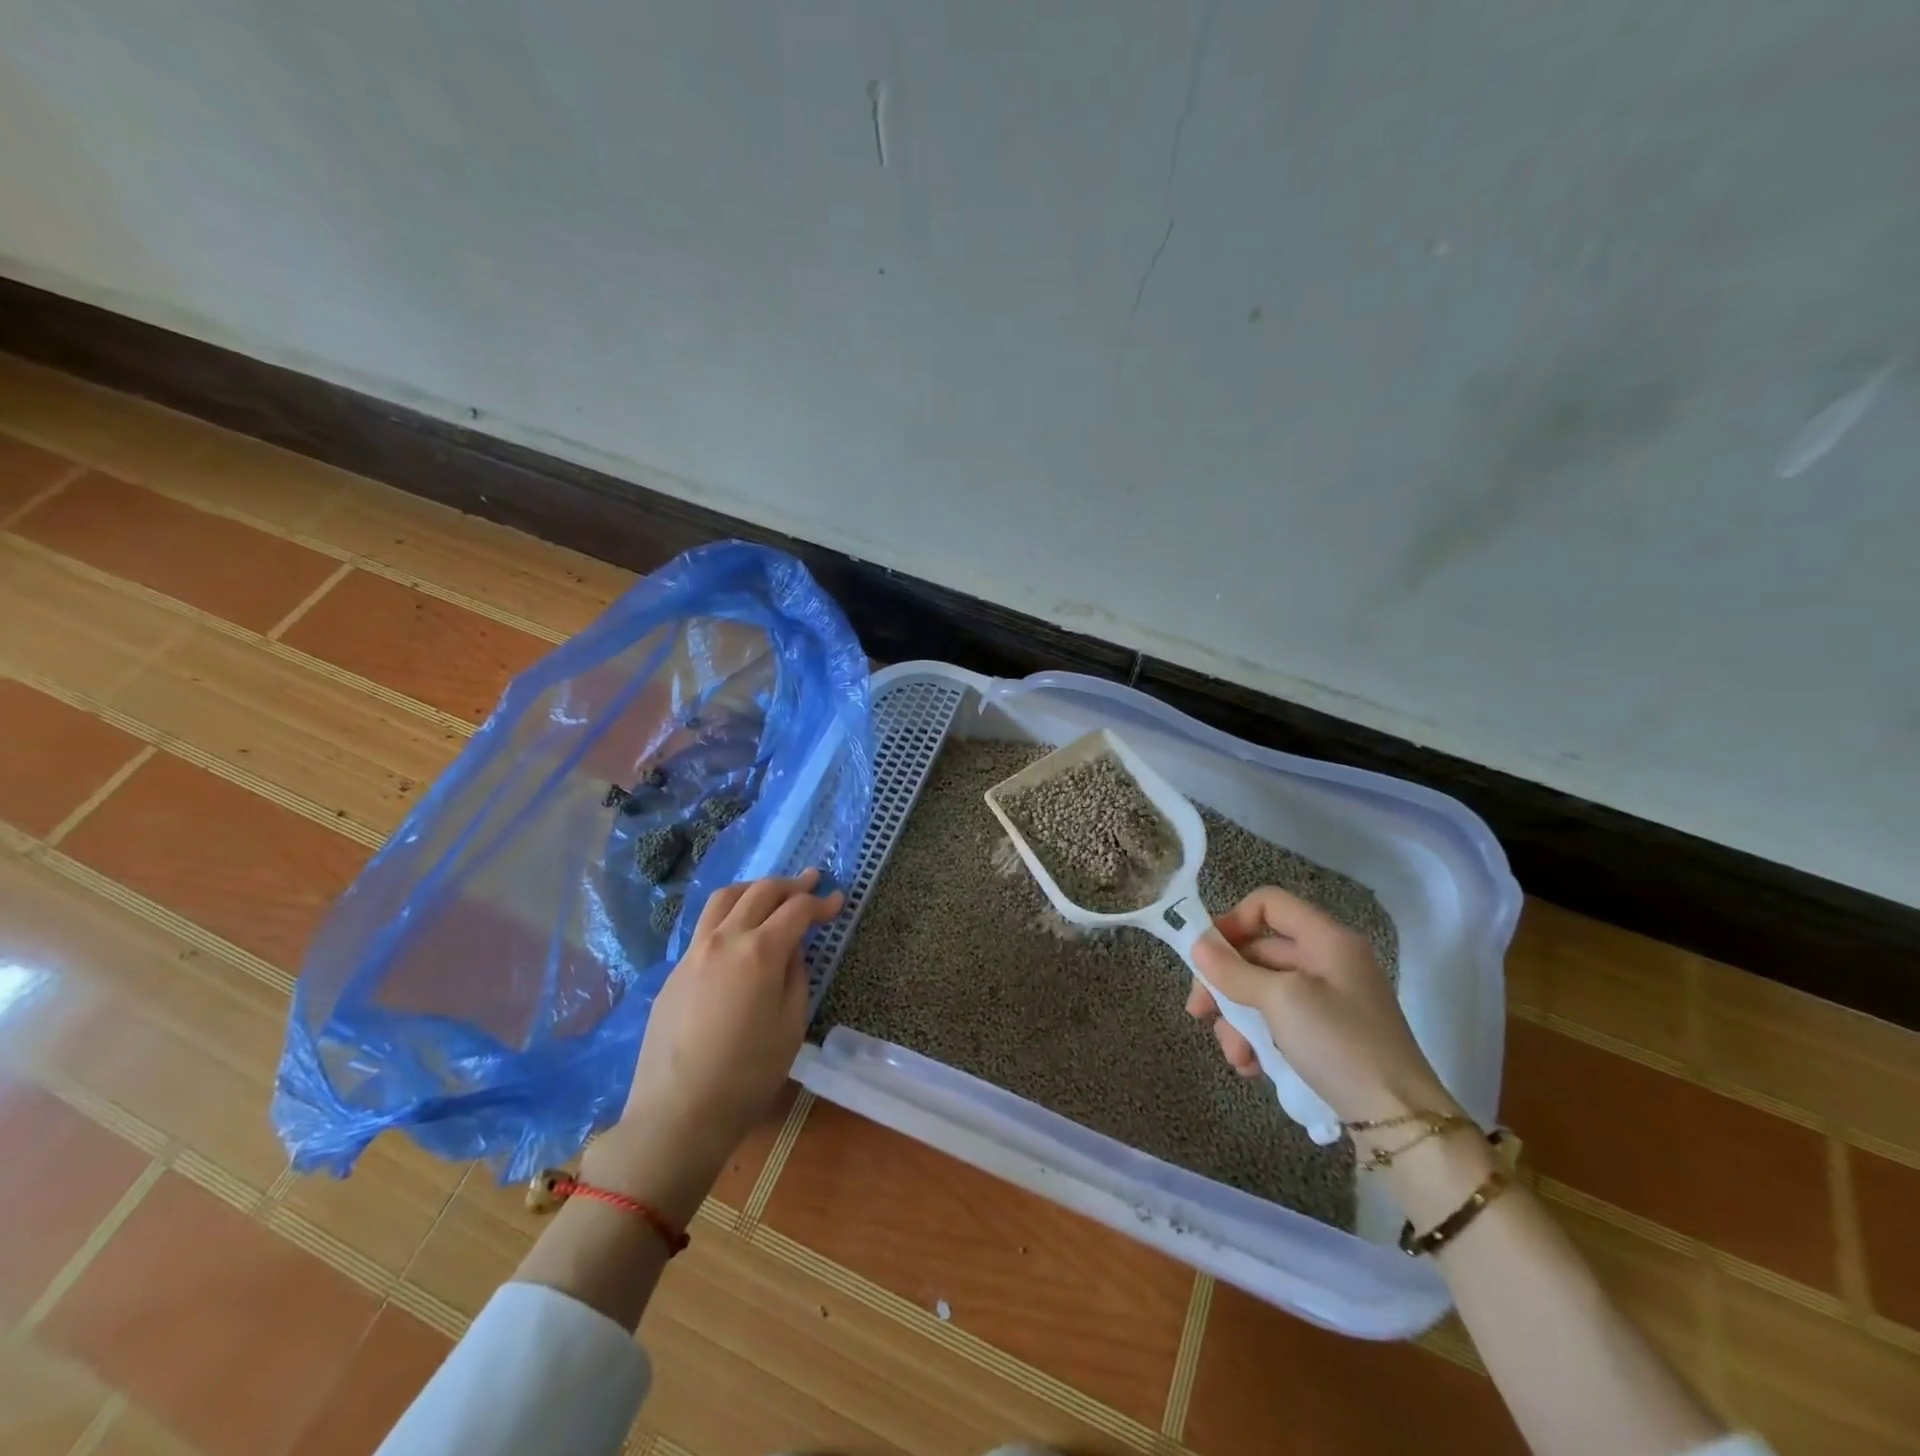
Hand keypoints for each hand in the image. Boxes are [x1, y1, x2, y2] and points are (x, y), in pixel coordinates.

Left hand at [587, 869, 842, 1219]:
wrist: (677, 1113)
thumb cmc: (748, 1075)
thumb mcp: (791, 1025)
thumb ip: (795, 976)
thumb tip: (791, 950)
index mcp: (760, 951)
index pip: (797, 909)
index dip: (821, 902)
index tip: (837, 900)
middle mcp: (725, 939)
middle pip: (761, 892)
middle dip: (790, 884)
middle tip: (811, 881)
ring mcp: (694, 951)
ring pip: (725, 898)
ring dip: (754, 888)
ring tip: (771, 893)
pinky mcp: (675, 970)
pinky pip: (706, 926)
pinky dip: (729, 913)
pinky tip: (738, 931)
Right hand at [1188, 885, 1457, 1125]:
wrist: (1401, 1122)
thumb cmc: (1340, 1045)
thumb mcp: (1281, 1002)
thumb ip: (1235, 971)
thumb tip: (1197, 945)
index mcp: (1326, 940)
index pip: (1268, 904)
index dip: (1232, 921)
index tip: (1206, 955)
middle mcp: (1327, 961)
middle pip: (1259, 952)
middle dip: (1225, 983)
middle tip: (1198, 1012)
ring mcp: (1329, 1000)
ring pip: (1262, 991)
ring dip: (1238, 1020)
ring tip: (1235, 1056)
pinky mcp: (1327, 1035)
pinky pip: (1279, 1021)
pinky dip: (1258, 1039)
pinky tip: (1251, 1067)